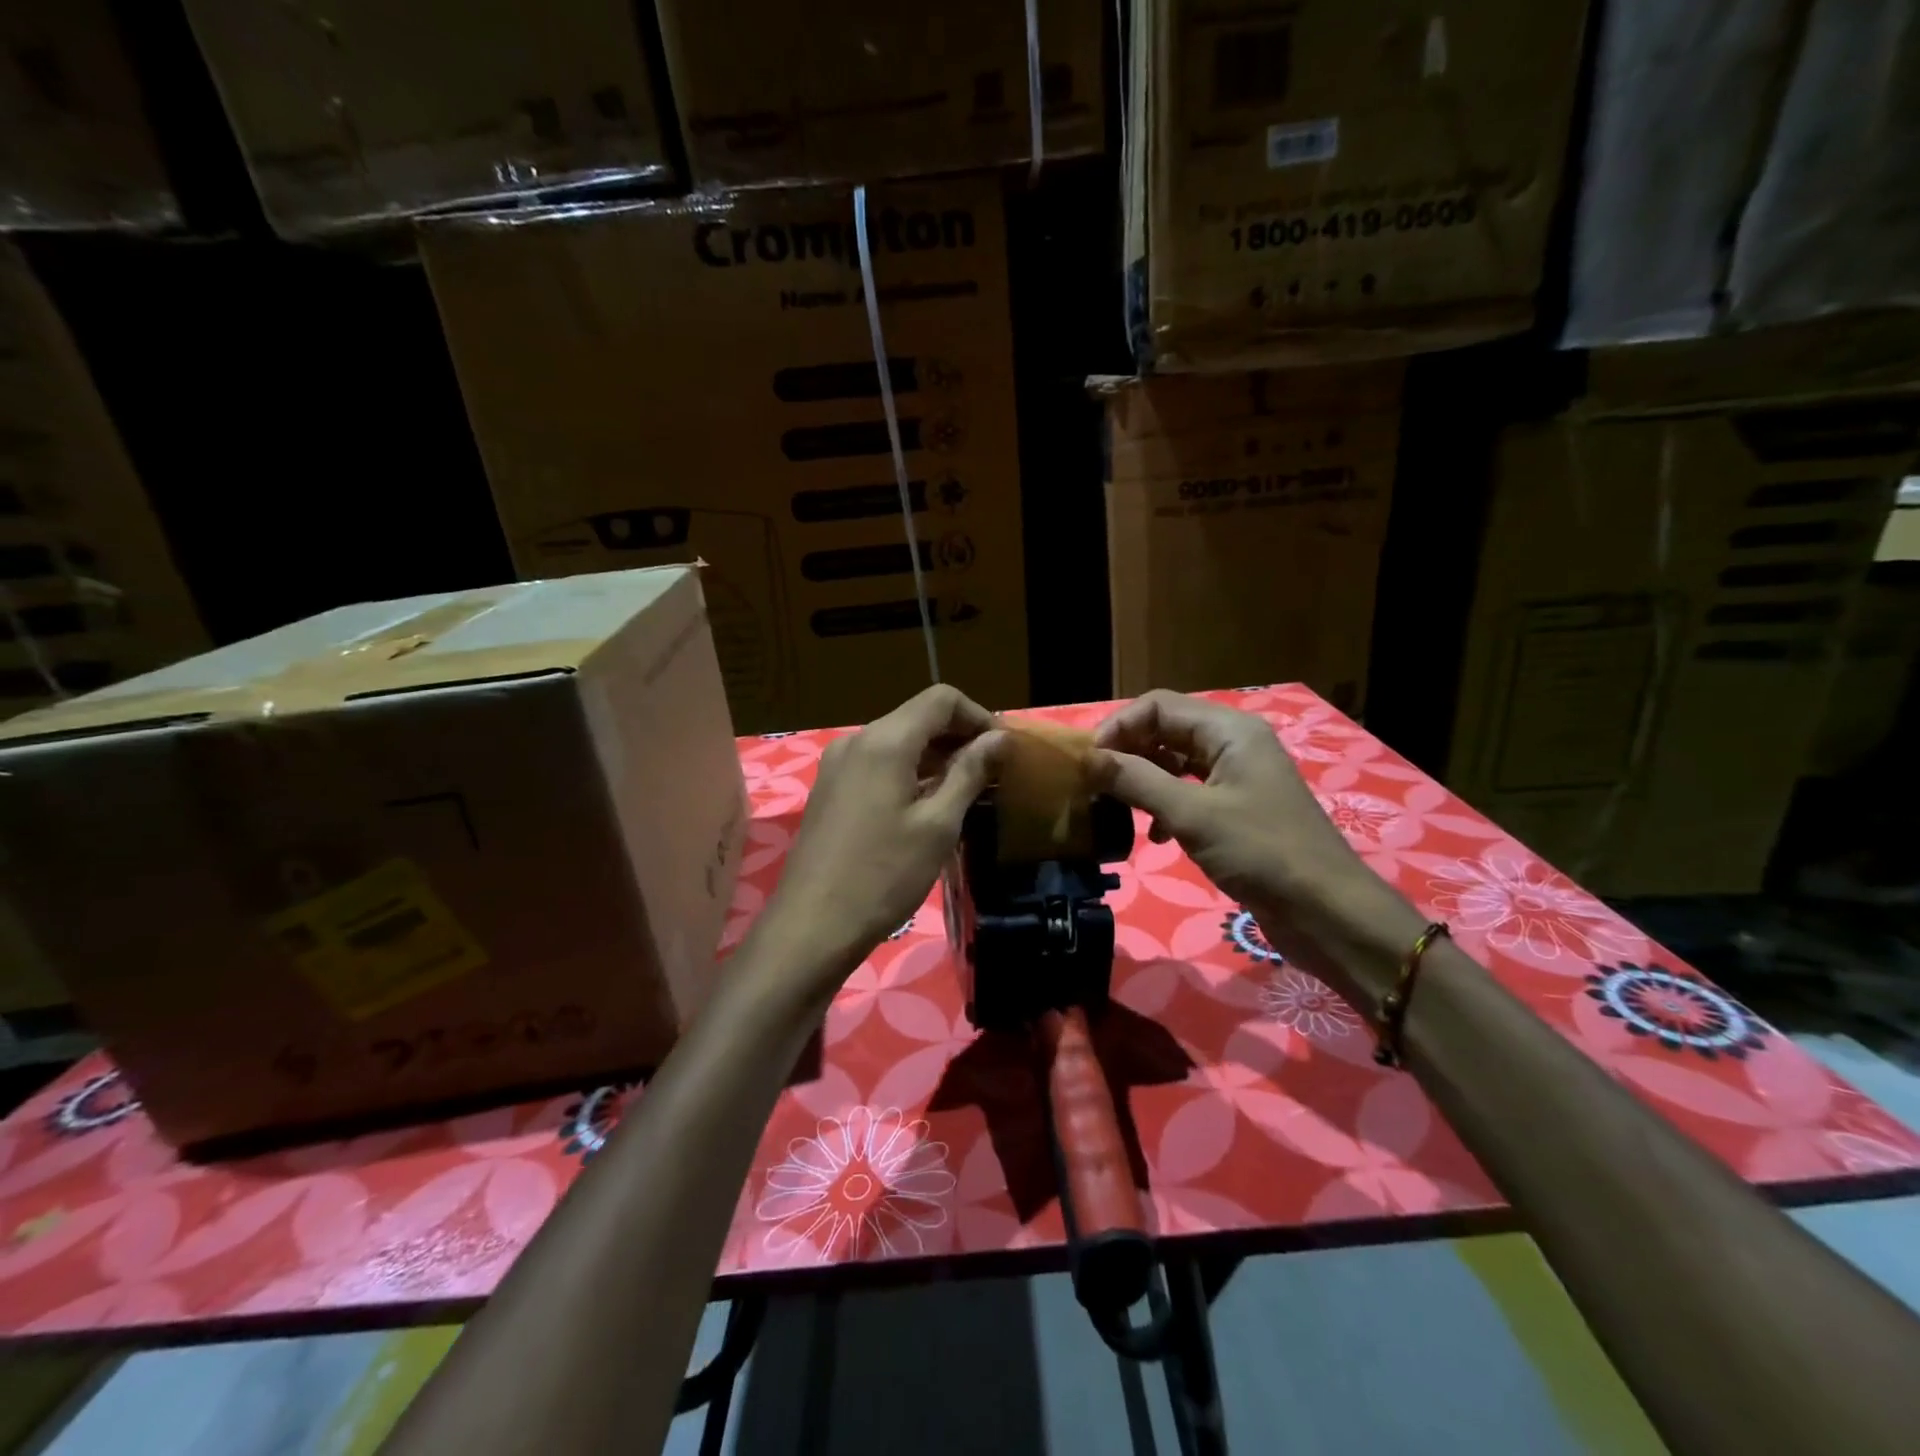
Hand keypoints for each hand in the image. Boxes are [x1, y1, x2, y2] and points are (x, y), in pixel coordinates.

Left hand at [755, 686, 1004, 1001]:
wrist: (812, 926)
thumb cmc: (884, 875)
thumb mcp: (938, 825)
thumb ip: (970, 772)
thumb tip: (999, 737)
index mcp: (885, 741)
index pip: (941, 699)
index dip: (979, 716)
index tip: (1004, 749)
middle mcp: (856, 741)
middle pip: (918, 717)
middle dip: (959, 737)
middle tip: (993, 773)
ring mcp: (837, 765)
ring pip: (897, 741)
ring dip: (936, 756)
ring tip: (967, 791)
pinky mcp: (829, 789)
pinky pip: (878, 764)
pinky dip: (910, 772)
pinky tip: (928, 804)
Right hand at [1092, 691, 1423, 1007]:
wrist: (1326, 912)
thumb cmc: (1260, 852)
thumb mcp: (1191, 814)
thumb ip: (1136, 781)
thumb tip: (1089, 759)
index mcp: (1229, 731)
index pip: (1158, 706)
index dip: (1119, 727)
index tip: (1089, 762)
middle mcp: (1234, 744)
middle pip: (1166, 730)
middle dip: (1128, 752)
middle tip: (1094, 784)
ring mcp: (1238, 777)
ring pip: (1176, 762)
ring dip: (1143, 779)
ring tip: (1114, 805)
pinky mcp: (1238, 809)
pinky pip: (1190, 791)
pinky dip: (1164, 804)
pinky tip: (1151, 833)